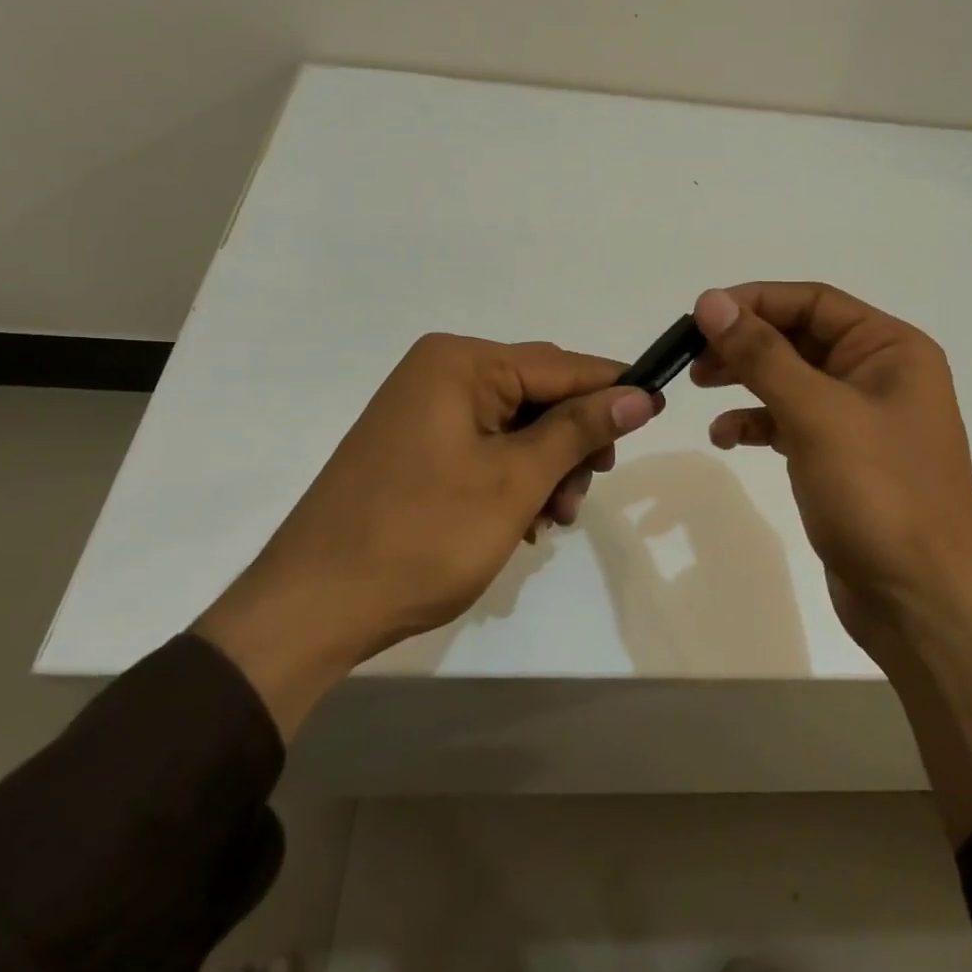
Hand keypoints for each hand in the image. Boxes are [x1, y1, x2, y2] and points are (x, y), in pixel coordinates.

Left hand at [196, 334, 655, 732]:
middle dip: (573, 442)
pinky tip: (524, 522)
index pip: (560, 366)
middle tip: (588, 489)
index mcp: (461, 363)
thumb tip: (640, 394)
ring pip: (517, 427)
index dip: (613, 389)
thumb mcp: (514, 481)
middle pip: (539, 394)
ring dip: (547, 468)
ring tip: (552, 519)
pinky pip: (486, 449)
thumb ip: (578, 430)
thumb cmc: (422, 536)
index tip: (659, 411)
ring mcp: (424, 412)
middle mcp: (440, 374)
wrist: (313, 608)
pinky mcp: (416, 448)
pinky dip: (515, 480)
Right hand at [691, 283, 971, 664]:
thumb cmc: (878, 493)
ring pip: (793, 381)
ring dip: (746, 380)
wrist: (921, 600)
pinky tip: (726, 438)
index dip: (755, 301)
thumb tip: (711, 302)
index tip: (700, 315)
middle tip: (692, 356)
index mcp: (892, 349)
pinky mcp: (844, 461)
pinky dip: (759, 424)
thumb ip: (762, 354)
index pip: (814, 302)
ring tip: (699, 387)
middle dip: (746, 343)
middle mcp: (881, 375)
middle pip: (801, 338)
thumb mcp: (817, 413)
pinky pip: (793, 424)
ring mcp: (863, 421)